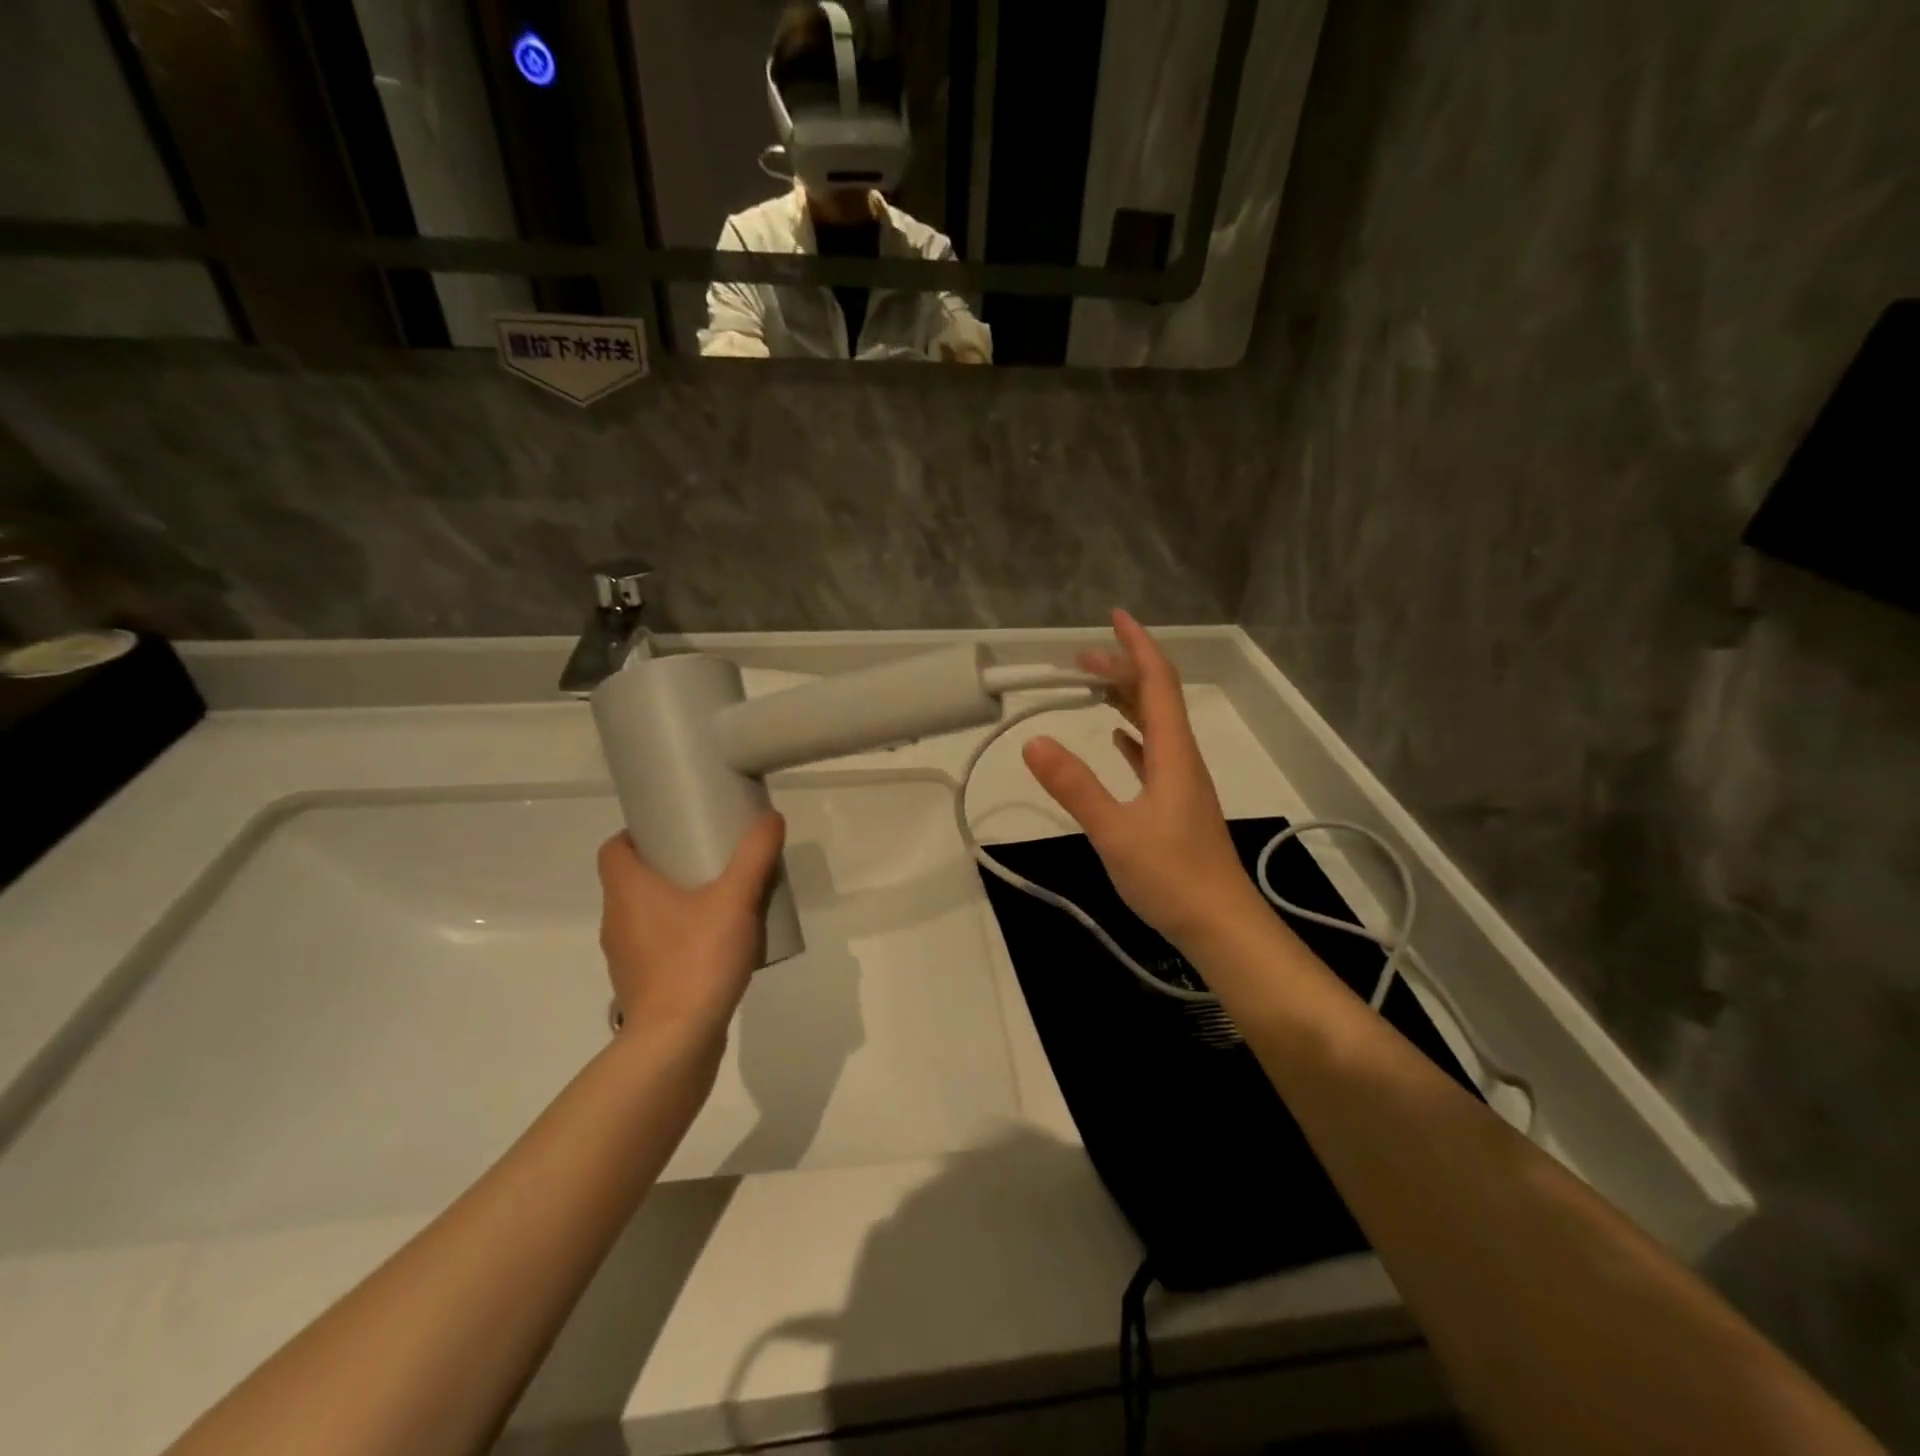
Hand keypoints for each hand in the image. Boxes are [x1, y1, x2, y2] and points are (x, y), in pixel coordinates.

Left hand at [596, 813, 786, 1047]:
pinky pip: (656, 945)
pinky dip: (678, 935)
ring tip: (718, 898)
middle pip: (632, 879)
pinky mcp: (642, 984)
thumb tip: (771, 817)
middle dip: (667, 864)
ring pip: (645, 914)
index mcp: (628, 891)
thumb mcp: (735, 899)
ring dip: (674, 901)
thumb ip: (755, 856)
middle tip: (708, 857)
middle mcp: (616, 920)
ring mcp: (626, 956)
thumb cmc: (697, 959)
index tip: (674, 829)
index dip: (637, 834)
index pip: (613, 848)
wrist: (677, 1041)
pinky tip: (715, 942)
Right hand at [1022, 610, 1253, 949]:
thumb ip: (1075, 786)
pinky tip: (1117, 738)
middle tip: (1078, 661)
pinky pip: (1153, 754)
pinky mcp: (1176, 805)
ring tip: (1090, 688)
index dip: (1137, 646)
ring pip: (1154, 725)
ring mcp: (1181, 783)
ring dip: (1125, 700)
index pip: (1157, 682)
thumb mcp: (1115, 831)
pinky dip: (1133, 735)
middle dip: (1120, 670)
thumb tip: (1033, 740)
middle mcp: (1181, 758)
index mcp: (1173, 753)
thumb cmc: (1172, 878)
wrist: (1221, 926)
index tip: (1115, 617)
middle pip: (1155, 698)